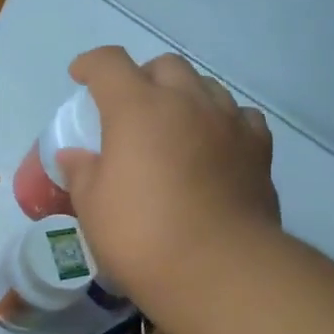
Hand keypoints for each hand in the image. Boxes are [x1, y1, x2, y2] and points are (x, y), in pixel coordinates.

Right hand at [58, 47, 278, 313]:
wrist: (219, 269)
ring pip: (205, 86)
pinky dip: (222, 121)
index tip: (80, 76)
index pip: (109, 64)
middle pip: (164, 66)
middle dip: (142, 77)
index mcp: (137, 108)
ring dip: (184, 96)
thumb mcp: (93, 208)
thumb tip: (75, 156)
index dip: (91, 64)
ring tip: (173, 125)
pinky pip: (239, 117)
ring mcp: (228, 122)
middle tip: (130, 108)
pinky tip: (215, 144)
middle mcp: (186, 102)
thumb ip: (82, 173)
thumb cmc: (142, 236)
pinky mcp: (258, 149)